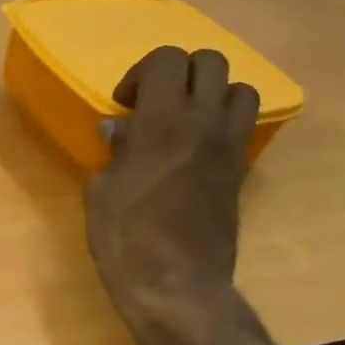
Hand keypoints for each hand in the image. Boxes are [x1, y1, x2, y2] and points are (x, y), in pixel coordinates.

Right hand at [85, 47, 258, 341]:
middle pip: (210, 62)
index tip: (125, 103)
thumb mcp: (102, 191)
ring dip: (211, 94)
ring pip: (240, 89)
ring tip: (184, 120)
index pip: (168, 60)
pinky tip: (194, 149)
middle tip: (155, 102)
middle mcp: (204, 123)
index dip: (143, 72)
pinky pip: (242, 126)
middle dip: (180, 72)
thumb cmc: (126, 237)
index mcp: (163, 121)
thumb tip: (118, 129)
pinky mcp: (240, 171)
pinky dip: (222, 123)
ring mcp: (229, 147)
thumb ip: (115, 151)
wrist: (176, 284)